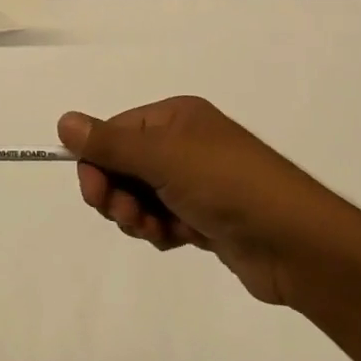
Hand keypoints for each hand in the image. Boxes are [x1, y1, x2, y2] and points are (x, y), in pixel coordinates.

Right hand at [59, 97, 357, 304]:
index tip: (96, 193)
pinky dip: (161, 231)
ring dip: (139, 217)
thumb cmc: (227, 185)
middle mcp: (184, 144)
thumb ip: (110, 143)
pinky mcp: (205, 217)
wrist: (296, 243)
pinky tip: (178, 240)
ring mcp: (196, 182)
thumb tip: (64, 121)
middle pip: (124, 166)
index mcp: (175, 118)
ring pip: (140, 197)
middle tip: (129, 217)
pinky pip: (162, 220)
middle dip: (118, 194)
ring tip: (158, 231)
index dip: (98, 162)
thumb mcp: (163, 158)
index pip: (116, 132)